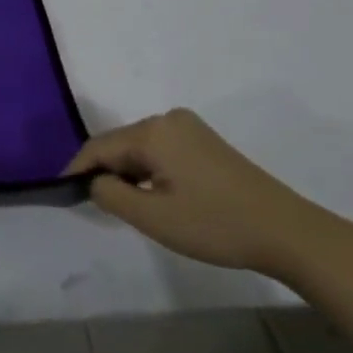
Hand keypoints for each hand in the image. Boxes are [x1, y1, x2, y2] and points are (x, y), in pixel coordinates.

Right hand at [70, 109, 352, 352]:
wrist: (288, 233)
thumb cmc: (215, 225)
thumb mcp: (152, 217)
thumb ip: (109, 195)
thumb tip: (94, 181)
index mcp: (153, 131)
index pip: (98, 147)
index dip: (77, 171)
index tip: (63, 195)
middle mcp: (168, 119)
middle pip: (119, 145)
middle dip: (104, 173)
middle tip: (96, 208)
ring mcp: (190, 129)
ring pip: (139, 149)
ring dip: (127, 174)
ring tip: (125, 207)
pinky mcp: (205, 143)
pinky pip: (160, 152)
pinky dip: (148, 172)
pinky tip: (154, 197)